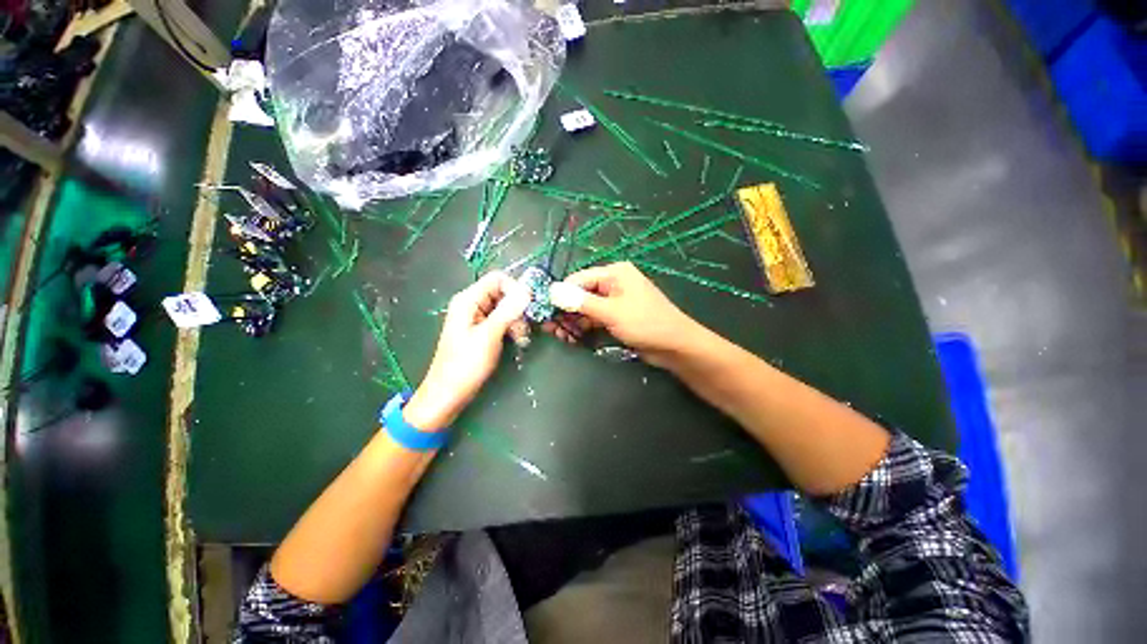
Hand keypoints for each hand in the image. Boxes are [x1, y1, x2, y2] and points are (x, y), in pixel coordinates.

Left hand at [404, 272, 529, 430]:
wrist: (448, 394)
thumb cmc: (465, 365)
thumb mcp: (489, 336)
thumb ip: (507, 311)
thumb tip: (527, 290)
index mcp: (468, 300)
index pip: (498, 279)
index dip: (515, 289)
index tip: (527, 308)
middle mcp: (472, 304)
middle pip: (502, 293)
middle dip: (517, 308)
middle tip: (524, 328)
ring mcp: (476, 317)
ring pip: (504, 307)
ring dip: (516, 320)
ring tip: (521, 338)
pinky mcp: (481, 330)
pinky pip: (501, 320)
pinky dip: (511, 328)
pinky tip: (516, 340)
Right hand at [547, 262, 704, 366]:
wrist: (674, 346)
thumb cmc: (645, 323)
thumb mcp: (611, 312)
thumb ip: (581, 302)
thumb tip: (552, 291)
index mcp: (614, 273)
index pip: (578, 279)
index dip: (561, 295)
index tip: (545, 312)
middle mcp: (613, 283)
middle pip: (581, 294)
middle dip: (566, 311)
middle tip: (551, 329)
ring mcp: (615, 301)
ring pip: (586, 308)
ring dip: (573, 321)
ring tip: (560, 336)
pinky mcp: (617, 317)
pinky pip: (595, 318)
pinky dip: (584, 327)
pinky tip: (573, 338)